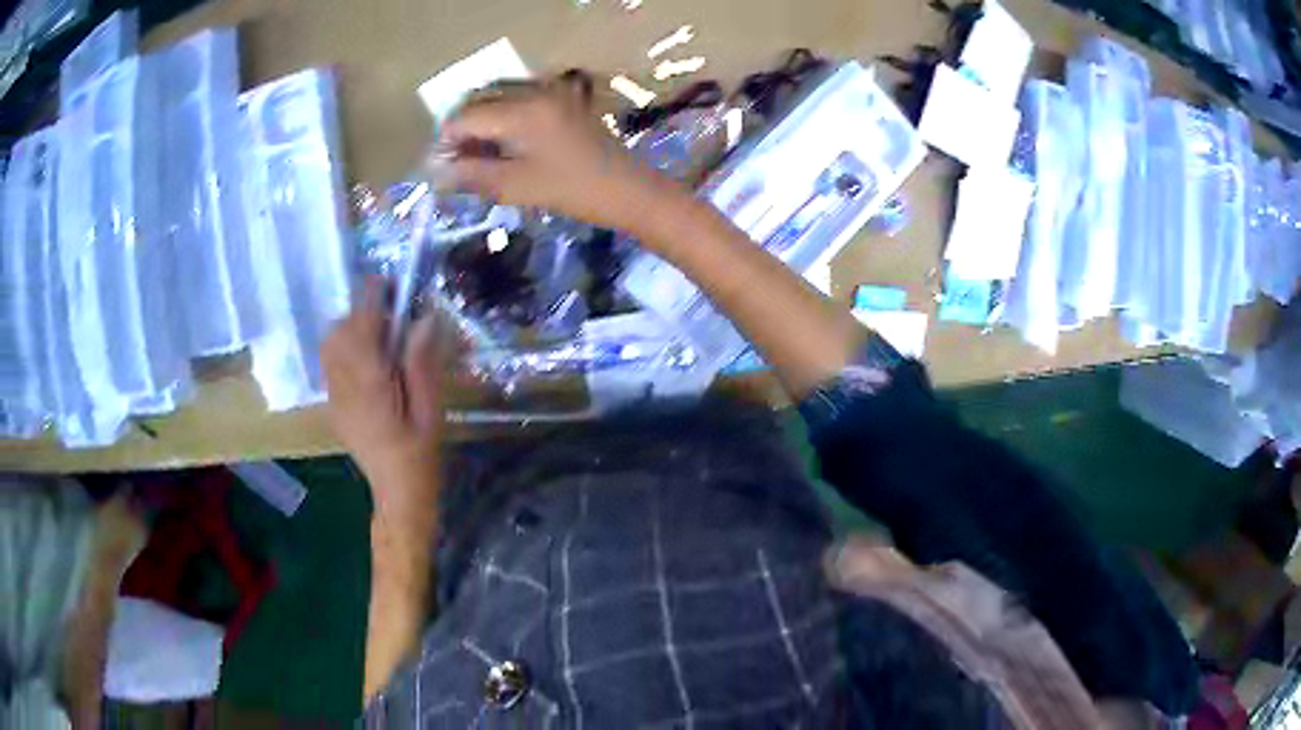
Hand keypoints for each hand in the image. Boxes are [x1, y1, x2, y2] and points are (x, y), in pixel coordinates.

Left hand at [322, 278, 450, 497]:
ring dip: (350, 328)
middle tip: (392, 313)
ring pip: (330, 345)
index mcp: (370, 386)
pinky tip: (368, 359)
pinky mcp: (333, 406)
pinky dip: (344, 347)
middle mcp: (344, 386)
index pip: (362, 326)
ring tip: (378, 335)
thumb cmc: (421, 455)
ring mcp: (334, 397)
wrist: (398, 494)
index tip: (388, 281)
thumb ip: (422, 364)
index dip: (373, 298)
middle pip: (339, 331)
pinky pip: (330, 363)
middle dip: (361, 312)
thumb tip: (423, 318)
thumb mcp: (431, 410)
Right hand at [441, 74, 676, 231]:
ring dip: (482, 121)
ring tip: (481, 155)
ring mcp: (551, 90)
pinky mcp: (562, 97)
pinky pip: (519, 98)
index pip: (465, 116)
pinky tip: (505, 144)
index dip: (448, 140)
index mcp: (521, 111)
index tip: (444, 166)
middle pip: (480, 100)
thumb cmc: (571, 190)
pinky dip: (504, 116)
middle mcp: (534, 90)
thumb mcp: (514, 186)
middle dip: (463, 129)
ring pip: (499, 96)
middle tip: (460, 162)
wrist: (626, 188)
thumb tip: (436, 171)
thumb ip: (471, 174)